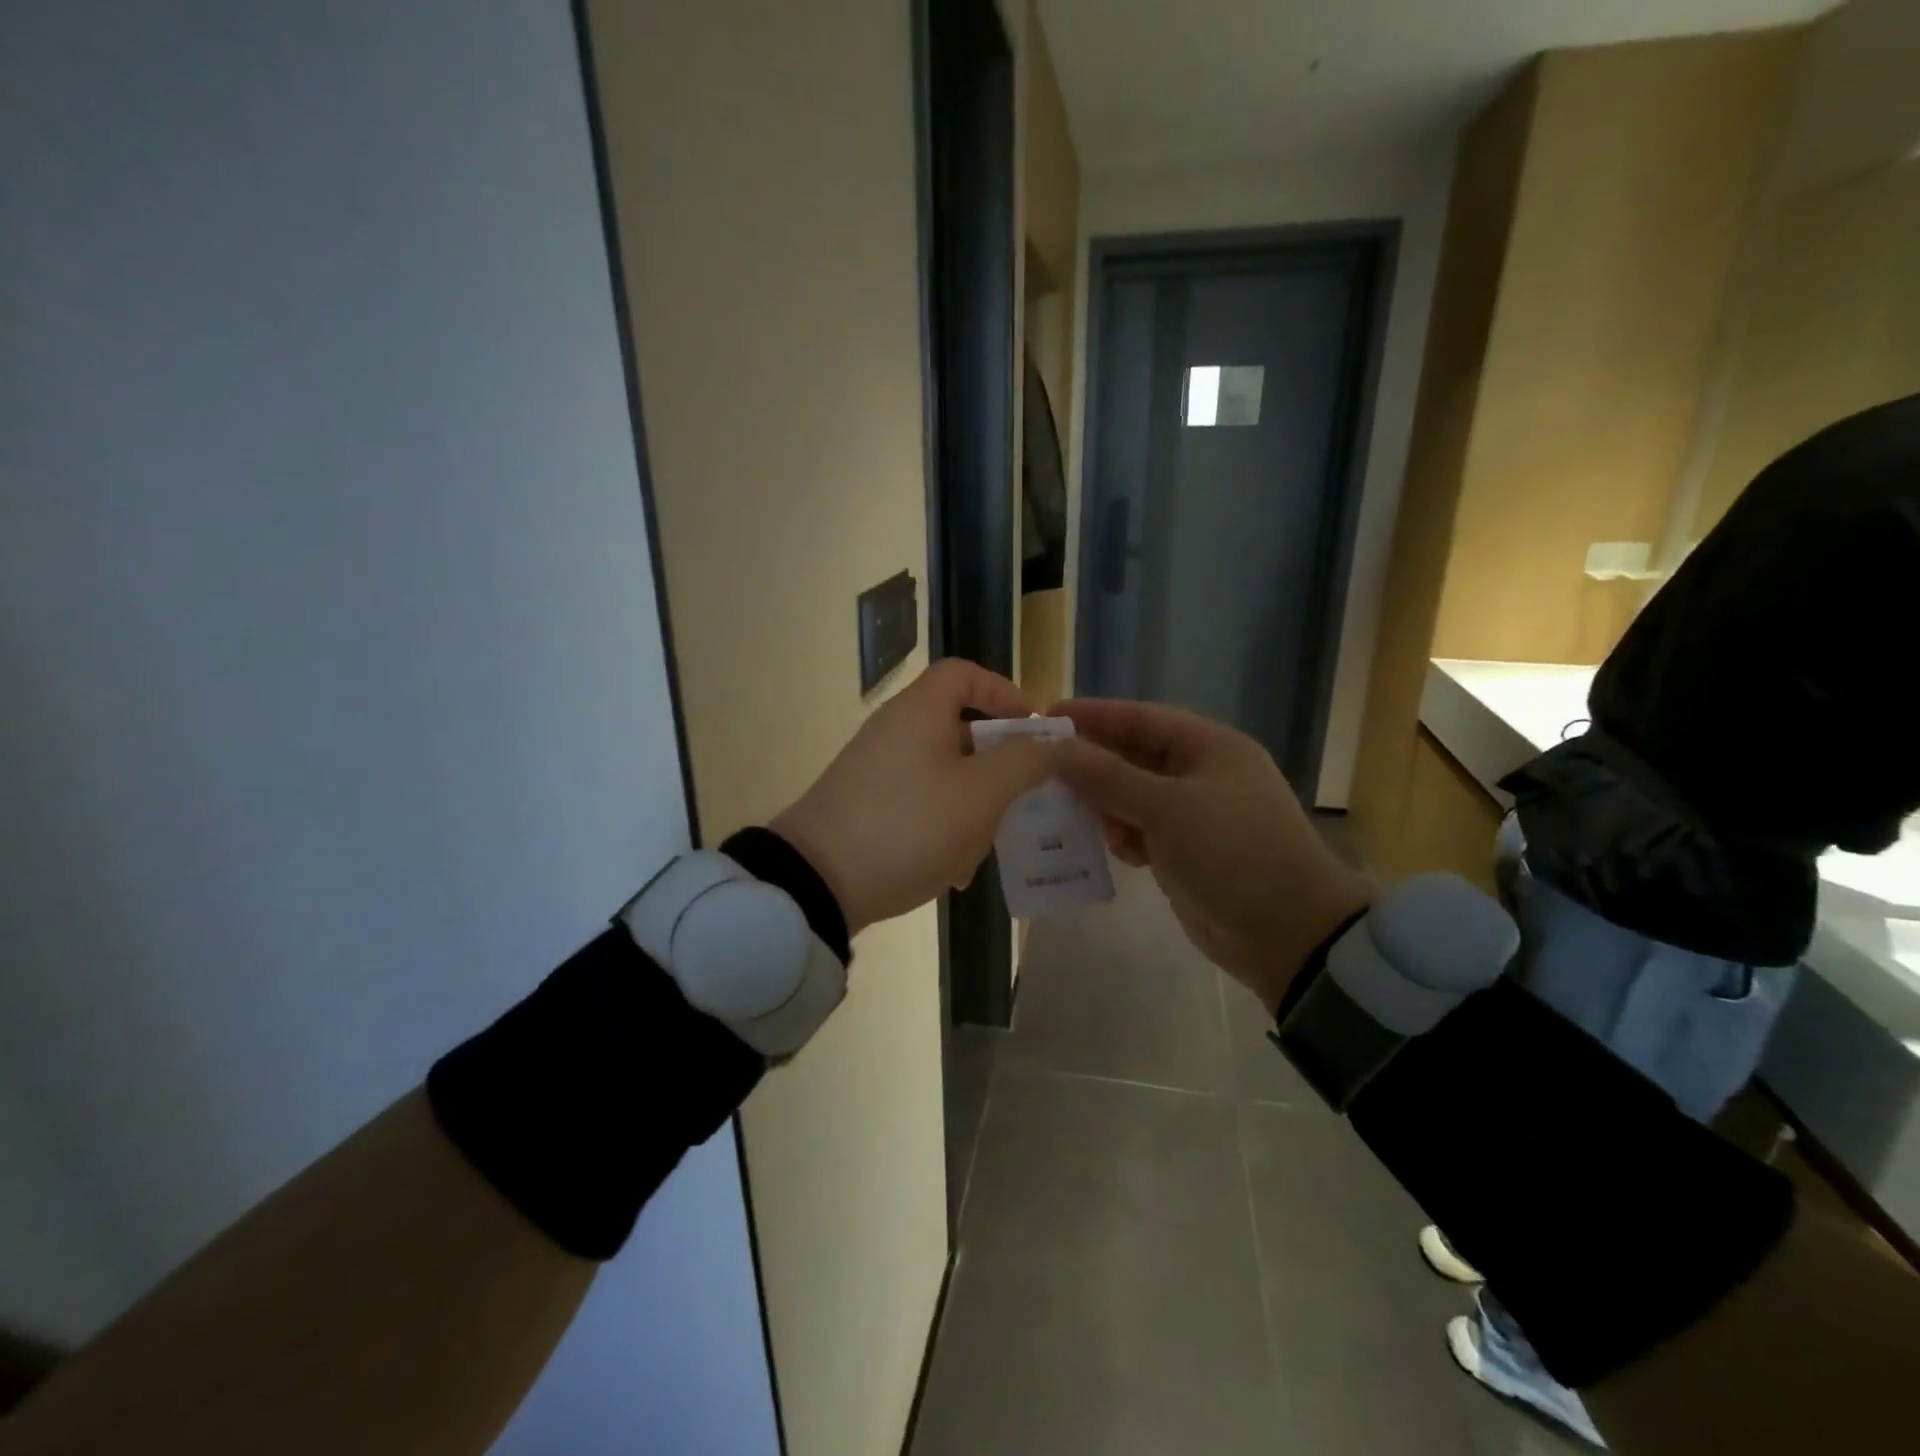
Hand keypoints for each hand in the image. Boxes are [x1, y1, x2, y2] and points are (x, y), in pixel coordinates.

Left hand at [770, 659, 1062, 935]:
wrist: (816, 883)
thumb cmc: (909, 825)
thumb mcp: (980, 794)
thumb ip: (1025, 760)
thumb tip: (1053, 741)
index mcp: (920, 711)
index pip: (964, 673)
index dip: (1004, 692)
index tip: (1033, 729)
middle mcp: (895, 731)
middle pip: (959, 728)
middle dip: (997, 763)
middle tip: (1023, 795)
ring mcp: (876, 770)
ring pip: (944, 773)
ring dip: (974, 804)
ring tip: (990, 844)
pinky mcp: (865, 806)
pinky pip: (919, 803)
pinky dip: (944, 826)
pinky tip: (955, 870)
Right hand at [1051, 699, 1371, 1012]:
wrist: (1287, 933)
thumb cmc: (1233, 851)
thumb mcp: (1167, 807)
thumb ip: (1108, 777)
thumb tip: (1056, 749)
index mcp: (1208, 747)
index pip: (1140, 718)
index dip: (1093, 714)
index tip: (1046, 715)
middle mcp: (1199, 774)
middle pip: (1131, 756)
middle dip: (1089, 761)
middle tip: (1037, 765)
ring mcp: (1191, 815)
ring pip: (1130, 795)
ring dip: (1098, 801)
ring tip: (1056, 806)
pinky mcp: (1181, 851)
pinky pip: (1137, 830)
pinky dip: (1116, 833)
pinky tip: (1095, 842)